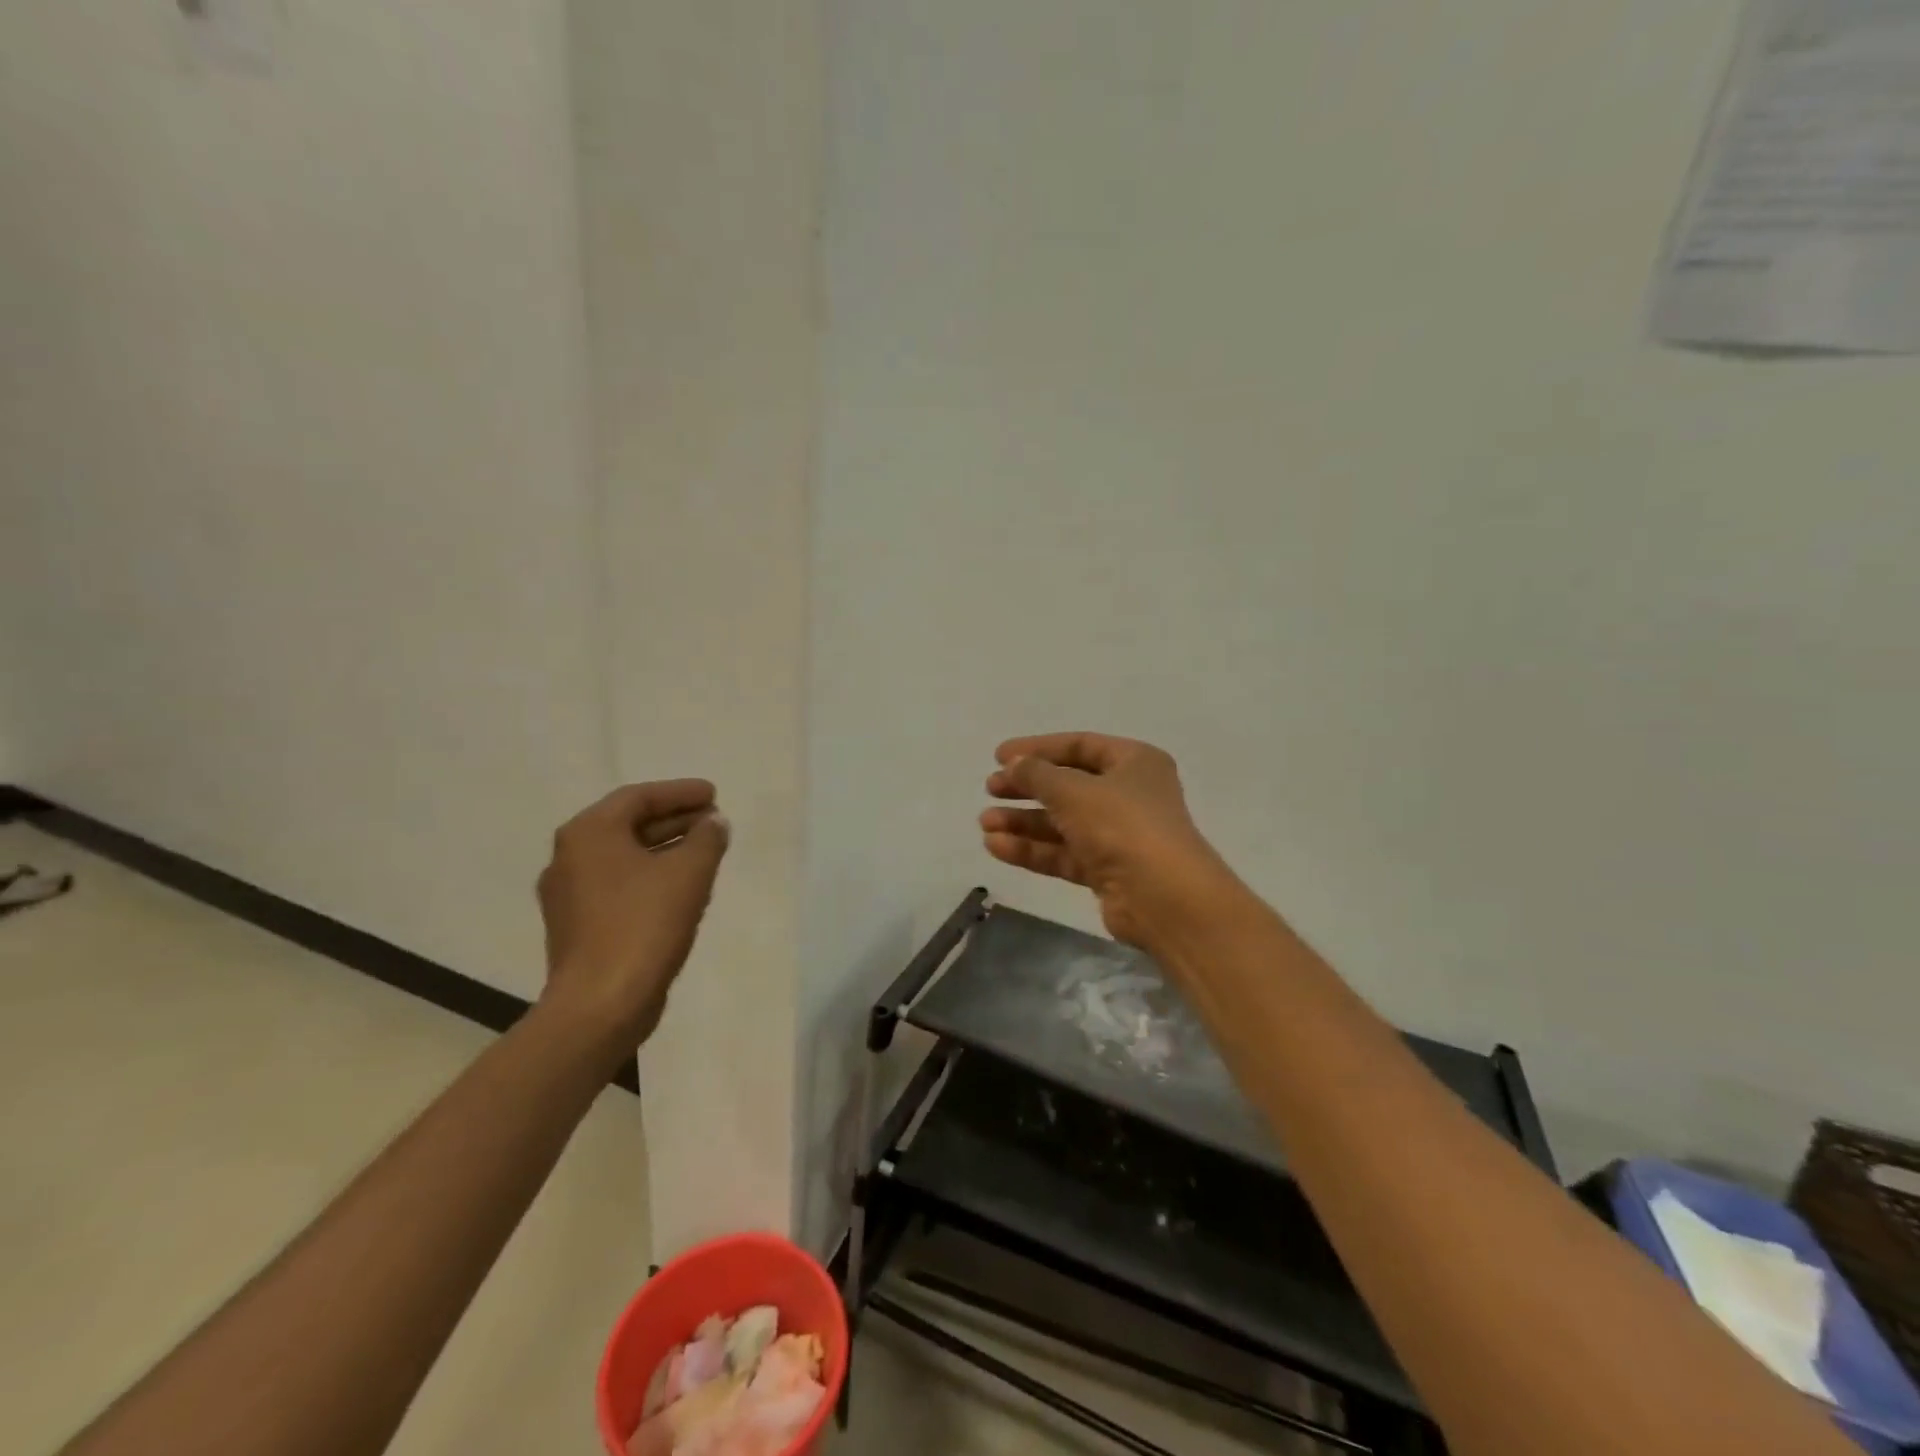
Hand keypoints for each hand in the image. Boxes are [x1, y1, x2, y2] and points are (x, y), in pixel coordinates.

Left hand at [536, 780, 729, 1047]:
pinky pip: (619, 884)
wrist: (600, 1006)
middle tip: (714, 820)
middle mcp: (570, 857)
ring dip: (666, 848)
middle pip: (628, 824)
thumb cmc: (644, 926)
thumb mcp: (688, 873)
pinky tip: (681, 887)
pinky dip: (651, 875)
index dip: (680, 792)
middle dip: (675, 819)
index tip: (714, 794)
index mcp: (589, 834)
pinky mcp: (578, 926)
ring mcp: (569, 895)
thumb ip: (707, 838)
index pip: (638, 797)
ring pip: (625, 856)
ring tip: (705, 850)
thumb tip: (713, 822)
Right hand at [982, 733, 1238, 950]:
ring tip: (985, 823)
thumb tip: (1014, 765)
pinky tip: (996, 847)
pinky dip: (1032, 849)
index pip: (1079, 745)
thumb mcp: (1073, 790)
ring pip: (1063, 822)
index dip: (1038, 748)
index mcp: (1134, 762)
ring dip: (1024, 822)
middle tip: (990, 789)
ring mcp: (1119, 835)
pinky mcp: (1107, 871)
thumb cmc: (1122, 825)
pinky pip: (1063, 853)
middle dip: (1027, 787)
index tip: (1000, 756)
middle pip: (1068, 785)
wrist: (1163, 898)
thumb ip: (1037, 774)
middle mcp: (1129, 795)